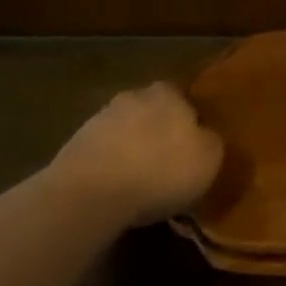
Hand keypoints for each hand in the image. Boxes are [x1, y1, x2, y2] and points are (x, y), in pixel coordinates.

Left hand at [48, 83, 224, 228]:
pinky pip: (102, 152)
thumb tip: (204, 137)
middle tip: (167, 163)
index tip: (192, 148)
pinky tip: (115, 189)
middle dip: (158, 132)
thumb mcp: (209, 158)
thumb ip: (211, 141)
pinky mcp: (74, 144)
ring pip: (125, 130)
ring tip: (139, 181)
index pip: (183, 99)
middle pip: (151, 111)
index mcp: (168, 93)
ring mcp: (100, 118)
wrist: (92, 192)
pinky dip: (109, 165)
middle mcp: (133, 96)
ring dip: (131, 148)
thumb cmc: (161, 170)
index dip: (189, 122)